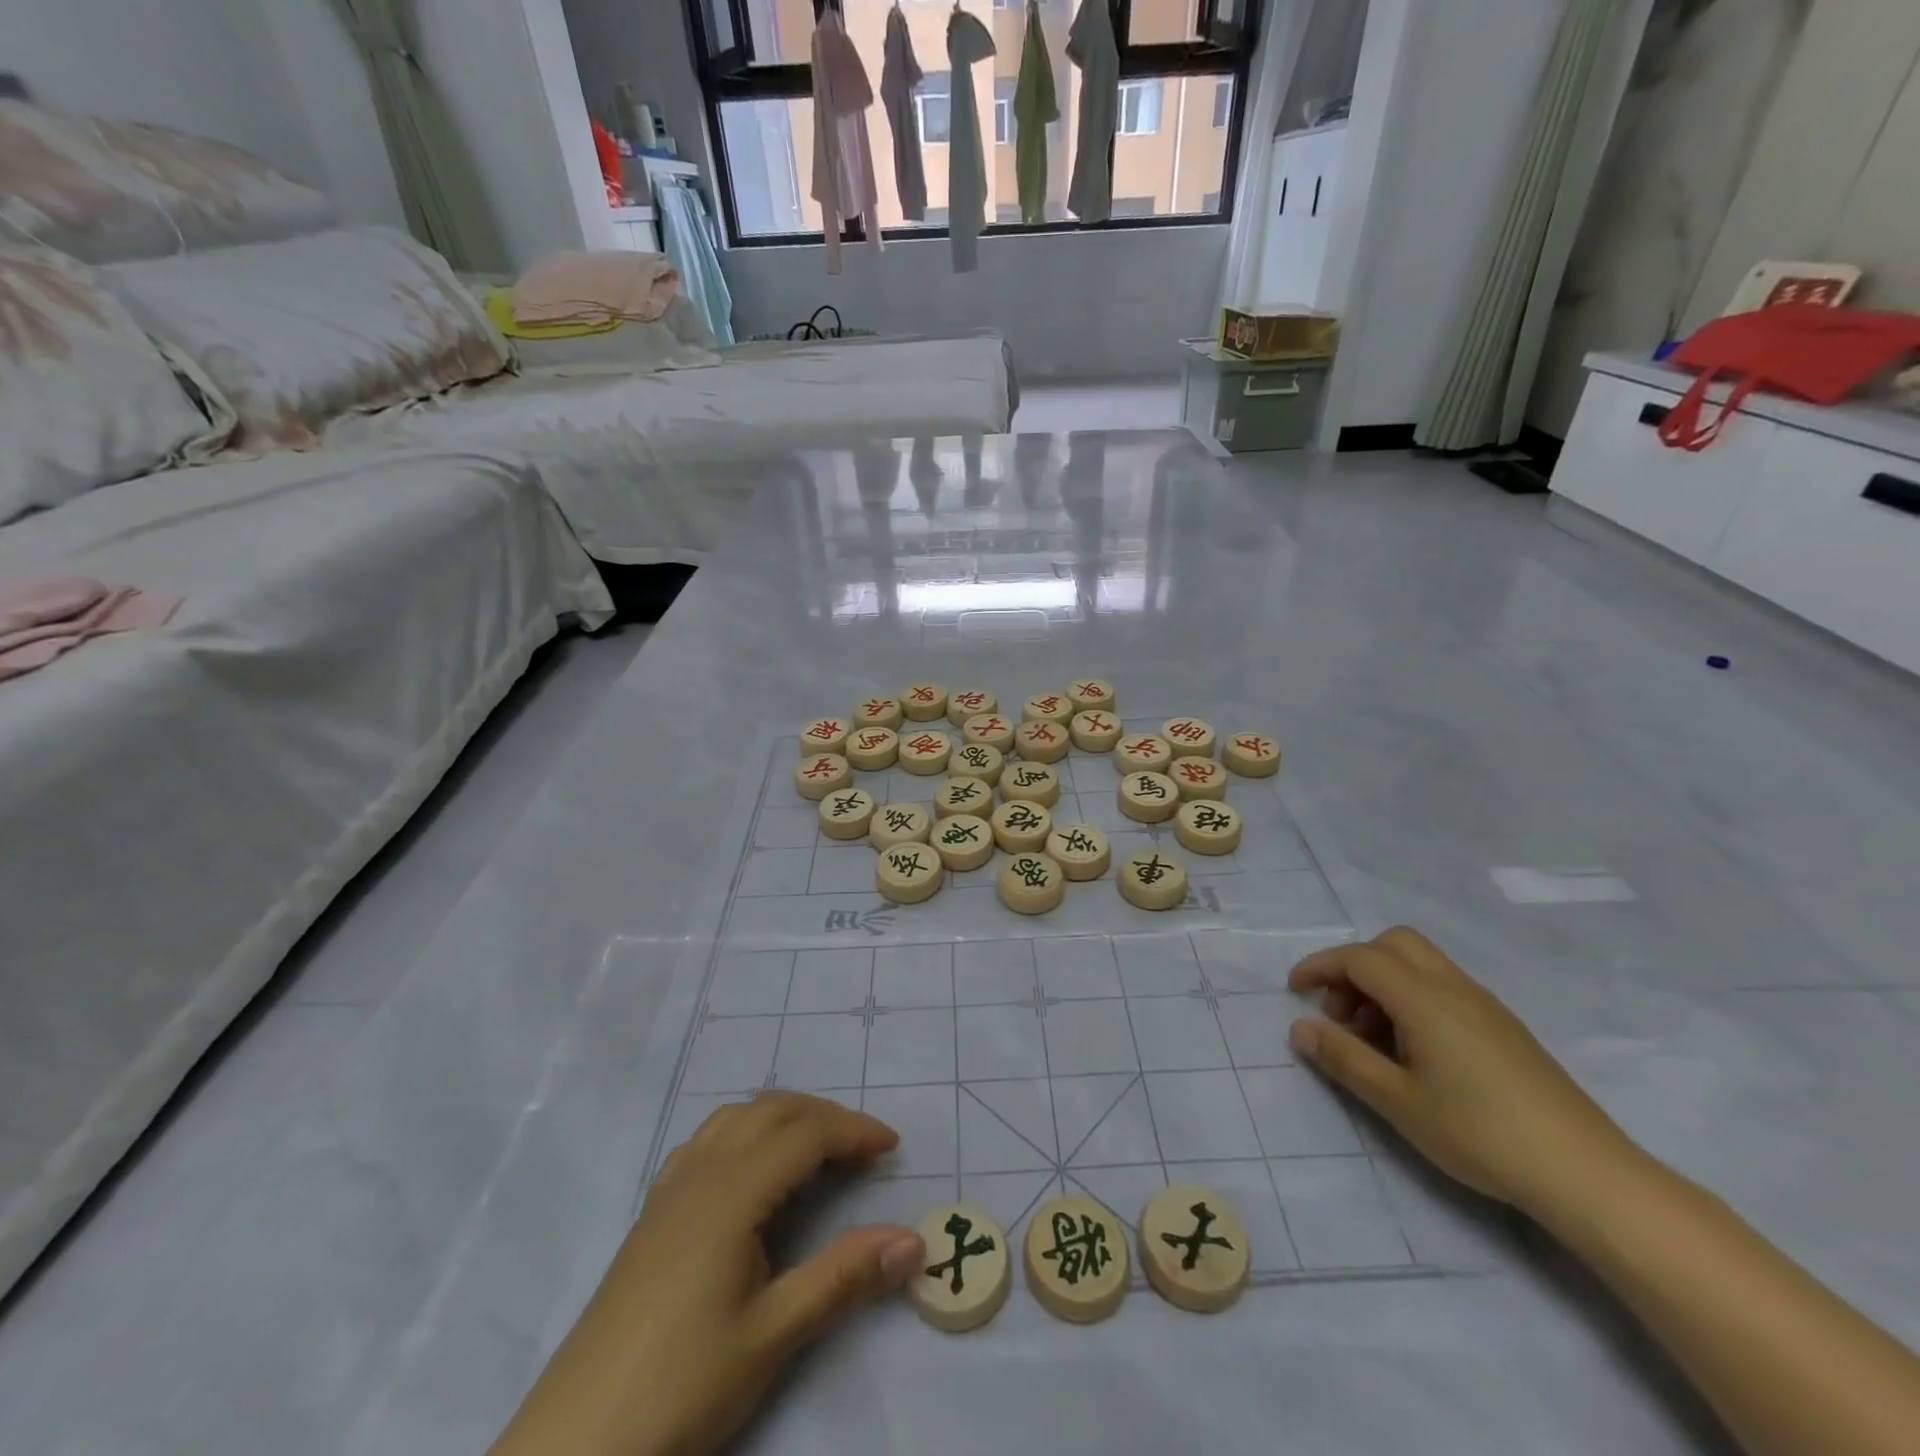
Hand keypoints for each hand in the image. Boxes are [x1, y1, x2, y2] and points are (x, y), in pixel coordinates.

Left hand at [489, 1092, 924, 1455]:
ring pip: (736, 1118)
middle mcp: (701, 1172)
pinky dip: (742, 1133)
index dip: (853, 1131)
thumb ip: (844, 1278)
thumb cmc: (681, 1385)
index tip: (891, 1147)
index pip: (806, 1134)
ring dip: (782, 1118)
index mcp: (733, 1190)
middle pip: (772, 1111)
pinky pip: (705, 1142)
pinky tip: (748, 1171)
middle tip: (863, 1147)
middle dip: (824, 1117)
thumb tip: (913, 1241)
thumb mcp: (773, 1335)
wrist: (574, 1444)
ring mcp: (670, 1189)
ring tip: (815, 1150)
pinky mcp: (652, 1213)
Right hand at [1288, 928, 1639, 1216]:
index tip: (1294, 991)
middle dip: (1354, 966)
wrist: (1586, 1173)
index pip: (1360, 958)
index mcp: (1425, 999)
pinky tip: (1413, 1050)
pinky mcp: (1503, 1026)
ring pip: (1419, 964)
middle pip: (1393, 944)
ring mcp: (1484, 1005)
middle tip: (1339, 1013)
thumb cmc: (1480, 1133)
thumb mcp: (1398, 1102)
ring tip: (1372, 1039)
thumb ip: (1344, 1059)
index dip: (1320, 966)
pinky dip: (1411, 998)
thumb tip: (1300, 1028)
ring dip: (1383, 983)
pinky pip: (1442, 987)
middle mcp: (1454, 987)